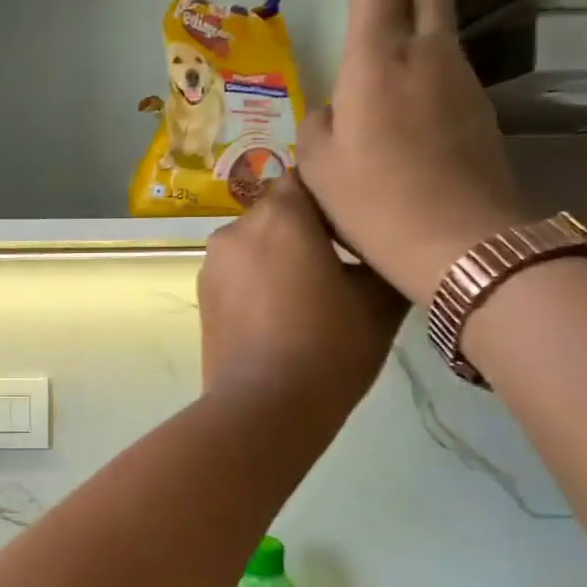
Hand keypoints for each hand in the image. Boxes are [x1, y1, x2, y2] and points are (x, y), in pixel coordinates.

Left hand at [199, 176, 407, 430]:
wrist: (264, 408)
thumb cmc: (328, 348)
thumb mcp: (378, 302)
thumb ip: (383, 258)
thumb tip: (384, 248)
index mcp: (279, 216)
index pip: (309, 178)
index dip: (336, 195)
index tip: (359, 220)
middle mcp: (236, 228)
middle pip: (279, 210)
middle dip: (308, 227)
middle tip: (344, 260)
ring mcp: (212, 262)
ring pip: (256, 241)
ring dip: (281, 254)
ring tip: (312, 291)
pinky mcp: (202, 294)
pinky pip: (238, 270)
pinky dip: (259, 278)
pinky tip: (281, 311)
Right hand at [297, 0, 527, 304]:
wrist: (461, 243)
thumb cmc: (374, 202)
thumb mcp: (320, 167)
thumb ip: (320, 125)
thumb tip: (334, 109)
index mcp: (377, 64)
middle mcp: (424, 57)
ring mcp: (457, 81)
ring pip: (439, 20)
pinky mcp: (475, 109)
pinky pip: (442, 66)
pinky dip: (424, 50)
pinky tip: (405, 76)